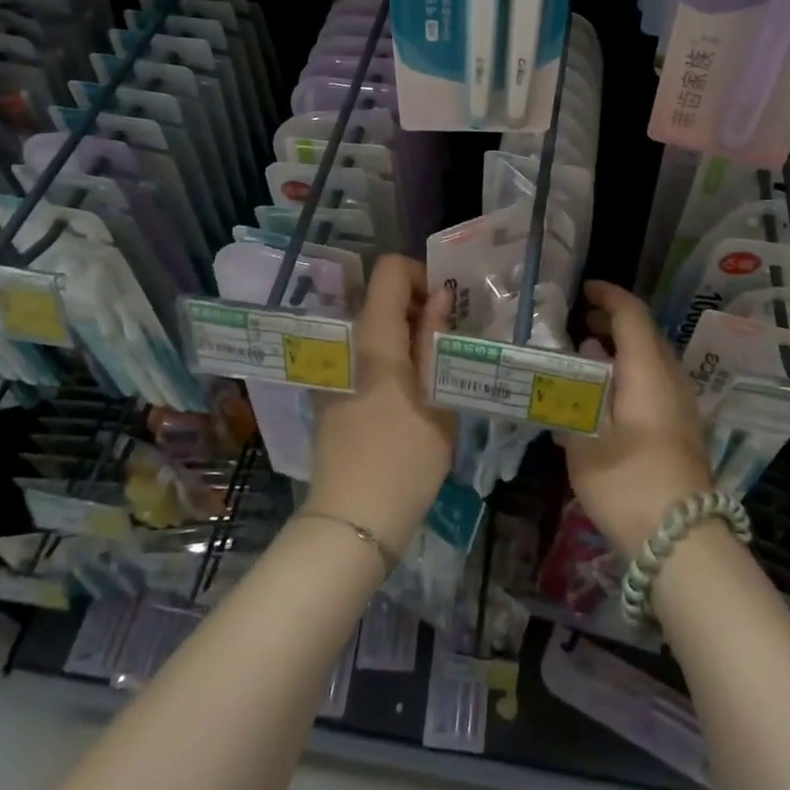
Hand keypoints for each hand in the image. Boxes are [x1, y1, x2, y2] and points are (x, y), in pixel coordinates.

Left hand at [307, 255, 455, 555]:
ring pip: (377, 327)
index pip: (390, 269)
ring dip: (409, 334)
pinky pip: (367, 354)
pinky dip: (393, 356)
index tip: (449, 308)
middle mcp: (349, 341)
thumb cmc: (405, 455)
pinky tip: (415, 392)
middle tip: (453, 340)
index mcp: (373, 334)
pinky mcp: (336, 392)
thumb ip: (436, 339)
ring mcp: (338, 368)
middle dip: (421, 306)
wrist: (354, 519)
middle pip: (383, 297)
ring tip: (439, 368)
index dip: (422, 276)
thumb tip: (441, 295)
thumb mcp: (436, 395)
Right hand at [559, 280, 712, 557]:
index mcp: (648, 370)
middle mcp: (671, 378)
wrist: (682, 541)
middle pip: (645, 333)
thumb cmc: (628, 482)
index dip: (608, 296)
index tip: (582, 291)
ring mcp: (682, 405)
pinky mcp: (683, 429)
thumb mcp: (585, 438)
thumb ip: (576, 394)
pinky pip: (657, 381)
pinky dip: (631, 372)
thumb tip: (579, 363)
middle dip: (612, 321)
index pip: (632, 314)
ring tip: (588, 357)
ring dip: (622, 349)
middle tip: (578, 324)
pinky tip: (608, 395)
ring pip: (653, 358)